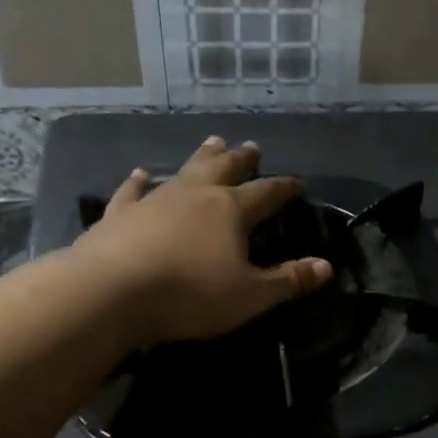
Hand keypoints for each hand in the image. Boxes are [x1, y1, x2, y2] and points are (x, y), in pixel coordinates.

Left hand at [76, 136, 331, 346]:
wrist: (110, 292)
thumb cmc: (190, 294)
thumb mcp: (250, 295)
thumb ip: (288, 280)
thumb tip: (326, 267)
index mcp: (230, 210)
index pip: (266, 193)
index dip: (284, 188)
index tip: (297, 183)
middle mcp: (195, 195)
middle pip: (224, 169)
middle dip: (242, 159)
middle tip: (251, 147)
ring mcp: (155, 200)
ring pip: (184, 171)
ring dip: (201, 157)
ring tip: (213, 142)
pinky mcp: (120, 214)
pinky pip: (133, 192)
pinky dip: (139, 182)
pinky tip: (140, 175)